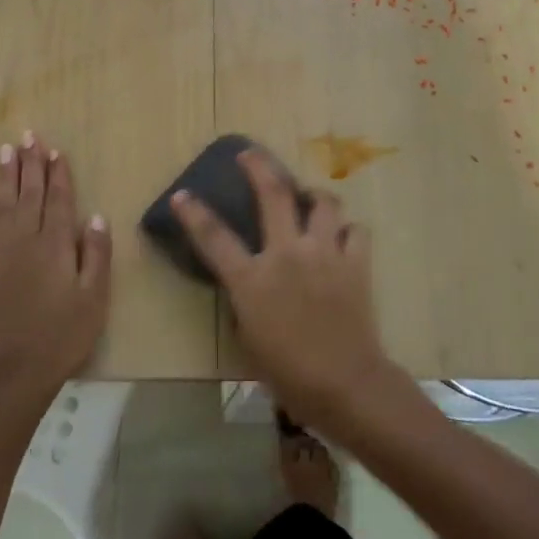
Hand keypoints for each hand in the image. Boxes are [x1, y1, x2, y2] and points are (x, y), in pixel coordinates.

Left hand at [0, 133, 111, 393]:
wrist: (17, 371)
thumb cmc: (64, 335)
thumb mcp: (94, 298)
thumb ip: (96, 255)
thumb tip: (95, 216)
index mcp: (56, 246)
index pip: (60, 201)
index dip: (59, 174)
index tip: (56, 150)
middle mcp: (26, 242)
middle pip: (29, 195)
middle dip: (31, 164)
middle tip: (28, 135)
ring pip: (2, 207)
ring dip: (4, 177)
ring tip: (5, 150)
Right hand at [172, 148, 391, 427]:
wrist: (345, 384)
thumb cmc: (288, 372)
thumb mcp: (249, 338)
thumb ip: (245, 301)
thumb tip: (250, 282)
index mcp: (252, 279)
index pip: (214, 237)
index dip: (194, 213)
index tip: (182, 194)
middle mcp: (287, 254)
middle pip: (273, 194)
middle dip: (259, 166)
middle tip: (250, 154)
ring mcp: (324, 254)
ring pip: (323, 203)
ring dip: (314, 196)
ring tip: (309, 199)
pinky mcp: (355, 262)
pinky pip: (355, 231)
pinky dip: (347, 231)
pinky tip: (342, 239)